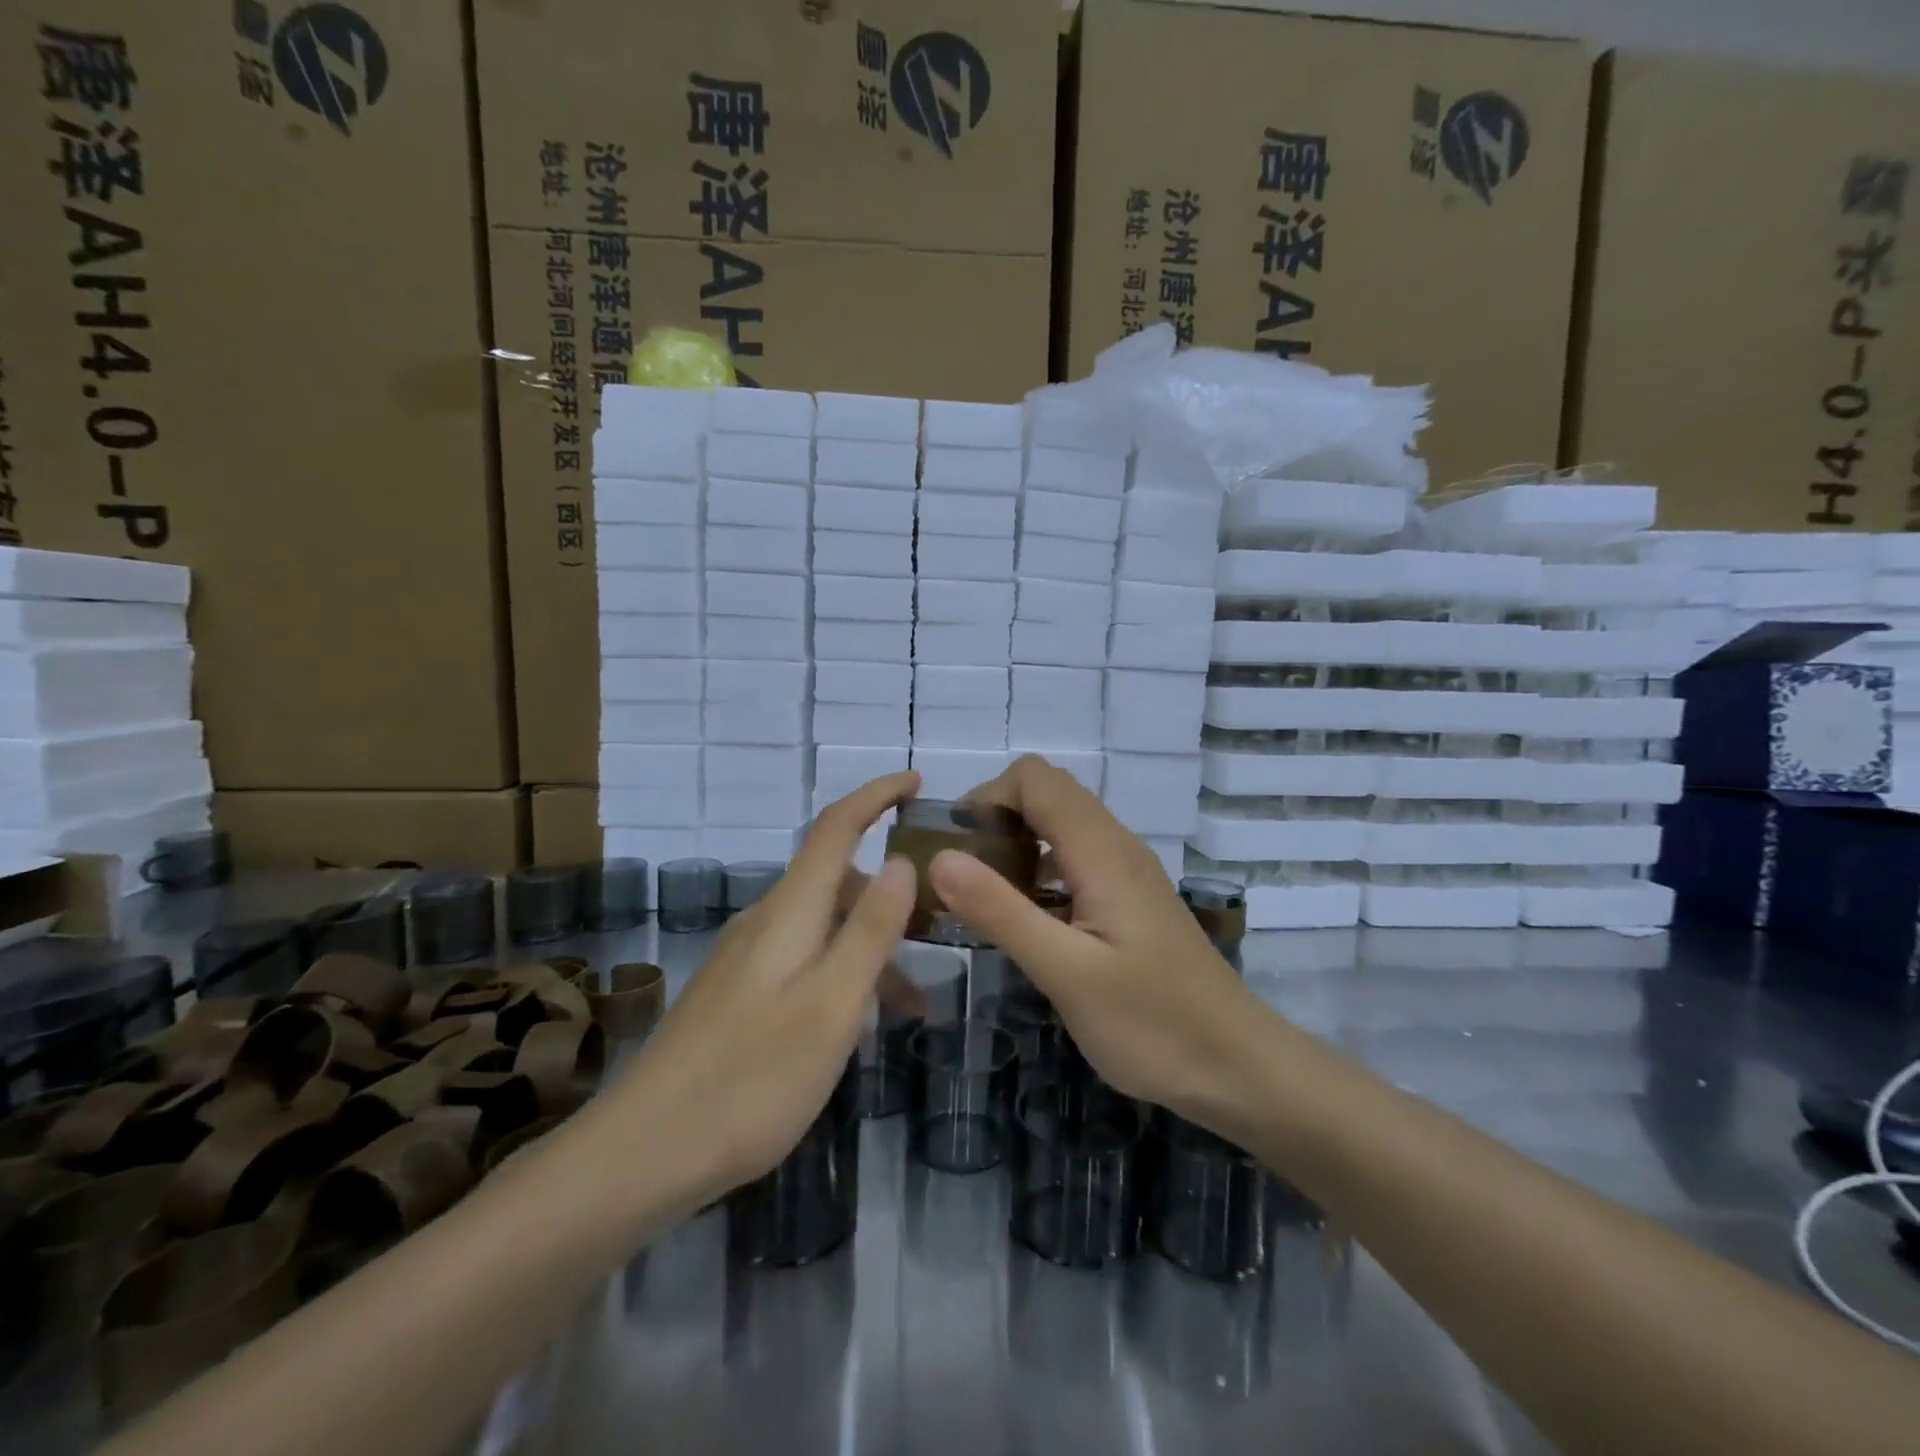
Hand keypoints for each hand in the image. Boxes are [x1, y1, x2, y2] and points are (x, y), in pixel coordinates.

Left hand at [608, 773, 919, 1203]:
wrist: (641, 1154)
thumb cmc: (751, 1079)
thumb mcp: (832, 1006)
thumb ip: (870, 930)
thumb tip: (902, 861)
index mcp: (789, 913)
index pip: (836, 828)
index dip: (875, 796)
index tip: (916, 780)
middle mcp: (764, 923)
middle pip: (834, 879)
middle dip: (888, 893)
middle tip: (938, 929)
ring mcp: (744, 960)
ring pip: (822, 928)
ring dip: (869, 948)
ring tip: (911, 1007)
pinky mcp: (734, 996)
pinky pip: (802, 962)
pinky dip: (840, 976)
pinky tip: (853, 1028)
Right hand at [926, 755, 1271, 1126]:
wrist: (1237, 1066)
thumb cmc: (1152, 1023)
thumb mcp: (1065, 973)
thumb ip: (1001, 911)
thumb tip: (939, 857)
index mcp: (1101, 851)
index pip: (1035, 779)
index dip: (987, 796)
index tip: (956, 847)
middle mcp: (1117, 846)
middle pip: (1049, 792)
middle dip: (997, 816)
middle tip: (964, 874)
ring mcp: (1128, 871)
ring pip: (1063, 823)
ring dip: (1018, 840)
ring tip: (985, 894)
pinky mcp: (1131, 898)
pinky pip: (1077, 856)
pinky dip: (1041, 866)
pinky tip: (1029, 917)